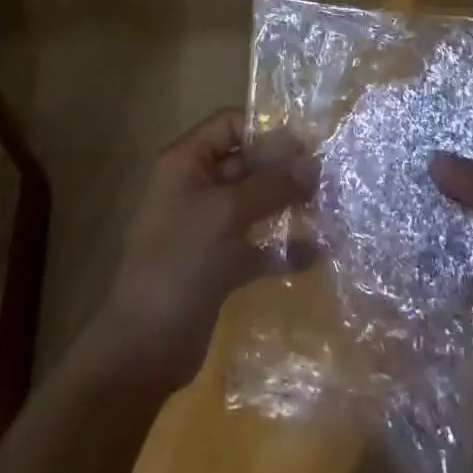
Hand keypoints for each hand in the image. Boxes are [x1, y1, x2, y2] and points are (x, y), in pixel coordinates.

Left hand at [83, 107, 317, 391]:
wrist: (144, 348)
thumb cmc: (180, 263)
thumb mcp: (226, 214)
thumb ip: (272, 185)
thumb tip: (315, 164)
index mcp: (186, 162)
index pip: (230, 124)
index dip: (266, 131)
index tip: (306, 148)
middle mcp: (196, 186)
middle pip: (246, 163)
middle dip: (284, 171)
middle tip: (327, 181)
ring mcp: (207, 226)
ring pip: (254, 204)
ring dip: (288, 206)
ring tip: (328, 212)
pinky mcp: (219, 263)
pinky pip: (256, 244)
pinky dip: (281, 247)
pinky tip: (314, 253)